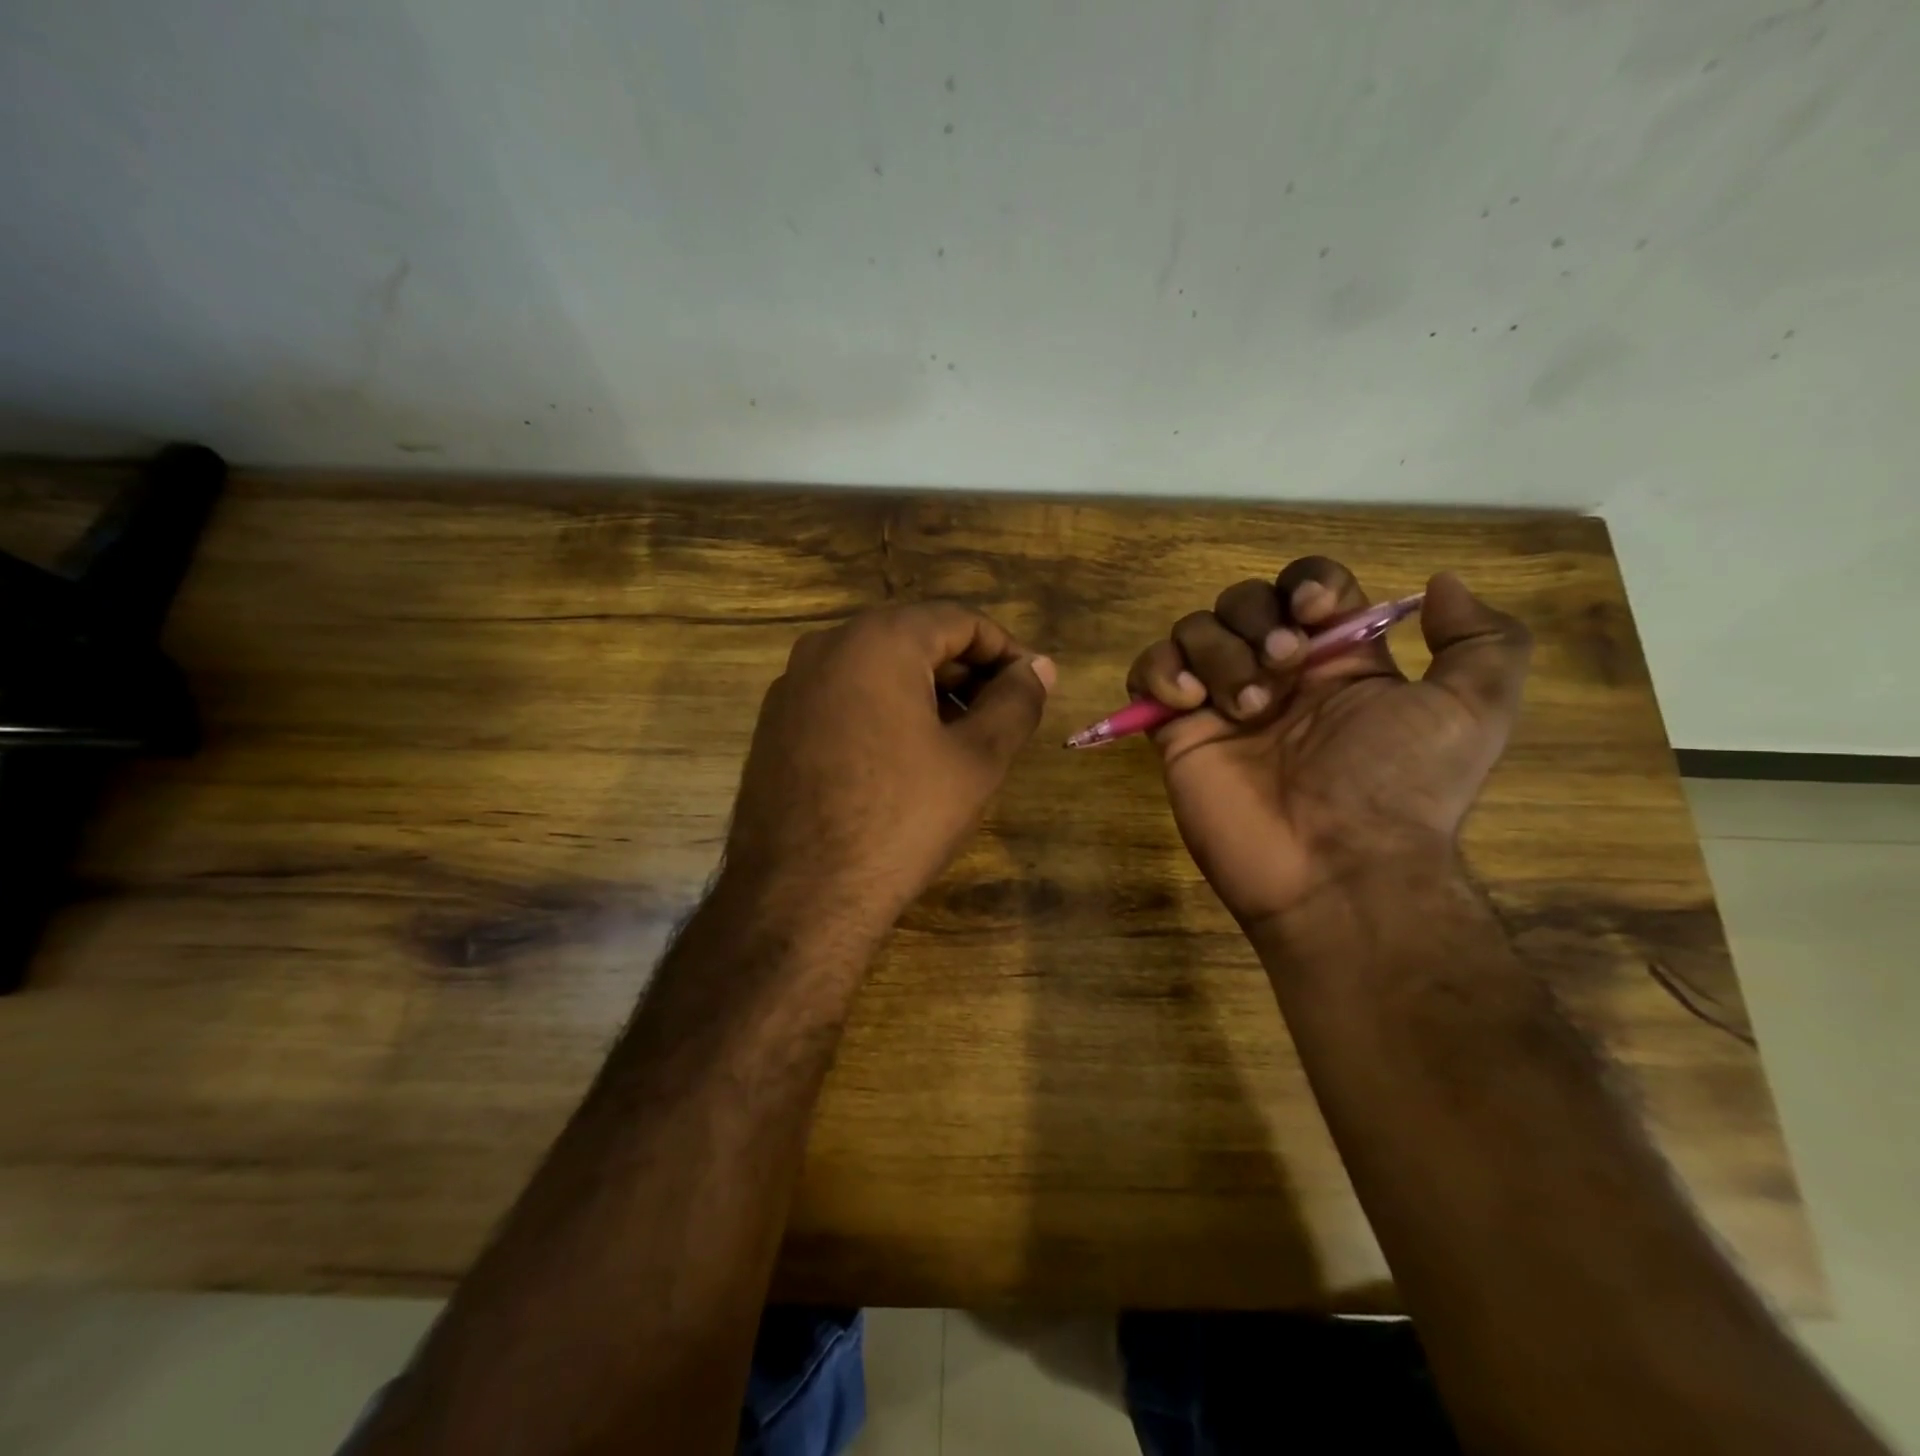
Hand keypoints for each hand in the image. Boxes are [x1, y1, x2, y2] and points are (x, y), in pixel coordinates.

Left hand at [723, 602, 1054, 939]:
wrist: (800, 897)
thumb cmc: (901, 820)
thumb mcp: (977, 760)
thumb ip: (1016, 702)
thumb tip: (1040, 667)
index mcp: (877, 640)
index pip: (959, 621)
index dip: (1006, 651)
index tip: (1034, 688)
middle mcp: (826, 647)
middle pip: (914, 640)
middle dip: (966, 673)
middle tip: (1002, 718)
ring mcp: (792, 686)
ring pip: (876, 670)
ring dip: (926, 694)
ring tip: (959, 742)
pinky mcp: (775, 726)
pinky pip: (844, 699)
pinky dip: (884, 712)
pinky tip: (903, 761)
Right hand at [1127, 558, 1530, 928]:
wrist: (1335, 866)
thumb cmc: (1399, 784)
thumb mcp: (1473, 711)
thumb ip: (1482, 639)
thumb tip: (1442, 583)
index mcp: (1338, 662)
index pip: (1307, 587)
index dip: (1305, 585)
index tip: (1313, 613)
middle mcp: (1276, 674)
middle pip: (1242, 600)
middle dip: (1256, 621)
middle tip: (1280, 667)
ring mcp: (1220, 703)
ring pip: (1193, 629)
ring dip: (1216, 652)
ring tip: (1243, 707)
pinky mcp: (1176, 731)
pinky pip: (1146, 671)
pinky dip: (1158, 671)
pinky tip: (1187, 702)